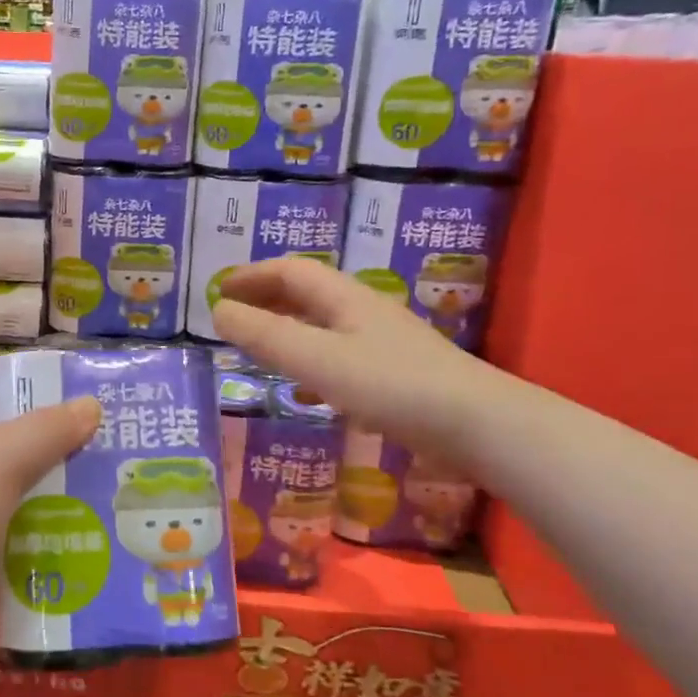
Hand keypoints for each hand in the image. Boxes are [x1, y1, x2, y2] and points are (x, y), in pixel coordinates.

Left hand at [0, 370, 99, 668]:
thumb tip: (91, 406)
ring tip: (114, 469)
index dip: (23, 375)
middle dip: (56, 429)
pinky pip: (24, 520)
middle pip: (9, 430)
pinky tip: (95, 516)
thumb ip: (47, 429)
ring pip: (22, 478)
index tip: (74, 380)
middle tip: (111, 427)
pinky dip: (53, 517)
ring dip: (61, 476)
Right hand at [212, 257, 493, 455]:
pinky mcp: (397, 374)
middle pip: (308, 294)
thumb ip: (266, 336)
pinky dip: (311, 363)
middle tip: (232, 316)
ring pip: (323, 326)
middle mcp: (363, 312)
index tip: (218, 290)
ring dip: (287, 330)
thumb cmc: (392, 385)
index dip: (251, 275)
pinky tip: (307, 392)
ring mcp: (384, 343)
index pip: (290, 271)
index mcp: (344, 299)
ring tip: (259, 349)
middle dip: (266, 299)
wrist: (479, 425)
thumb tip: (218, 312)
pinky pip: (340, 357)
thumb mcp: (318, 360)